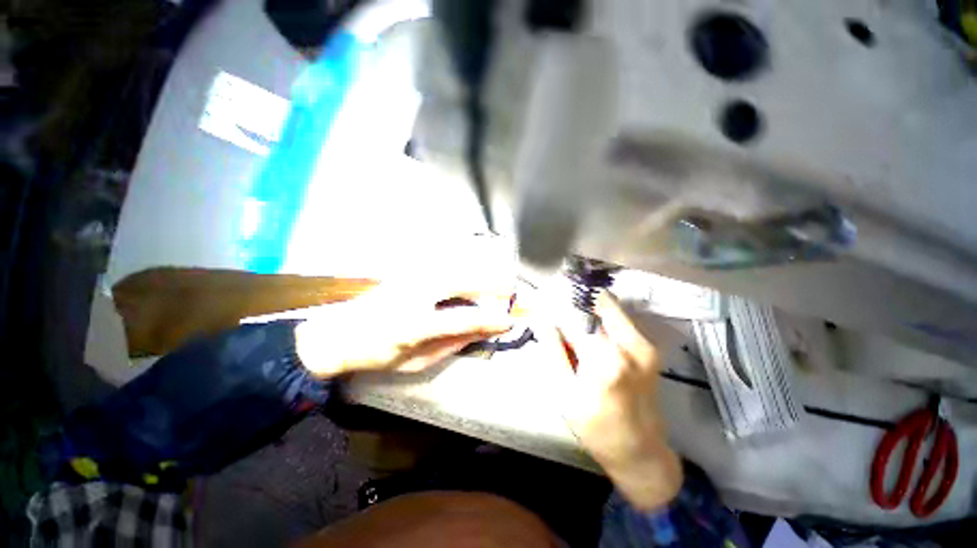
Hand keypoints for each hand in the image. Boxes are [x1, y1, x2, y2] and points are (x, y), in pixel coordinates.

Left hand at [294, 267, 513, 376]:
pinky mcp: (406, 269)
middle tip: (510, 288)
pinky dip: (461, 263)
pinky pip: (441, 260)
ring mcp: (408, 276)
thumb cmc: (377, 354)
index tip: (509, 321)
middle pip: (462, 280)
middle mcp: (413, 293)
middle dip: (491, 283)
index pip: (464, 318)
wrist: (337, 332)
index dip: (491, 319)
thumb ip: (452, 344)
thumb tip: (482, 332)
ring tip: (497, 278)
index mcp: (414, 324)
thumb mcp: (417, 361)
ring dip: (479, 270)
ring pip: (453, 264)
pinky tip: (471, 269)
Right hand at [536, 291, 681, 509]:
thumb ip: (552, 349)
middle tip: (554, 302)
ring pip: (610, 306)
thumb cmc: (595, 427)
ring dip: (586, 305)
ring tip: (568, 315)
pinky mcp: (649, 347)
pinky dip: (599, 315)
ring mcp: (644, 344)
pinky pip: (619, 318)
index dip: (556, 302)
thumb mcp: (563, 391)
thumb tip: (542, 317)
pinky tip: (586, 328)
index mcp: (606, 360)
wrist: (641, 452)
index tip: (542, 299)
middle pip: (598, 301)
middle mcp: (630, 345)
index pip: (575, 314)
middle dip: (573, 296)